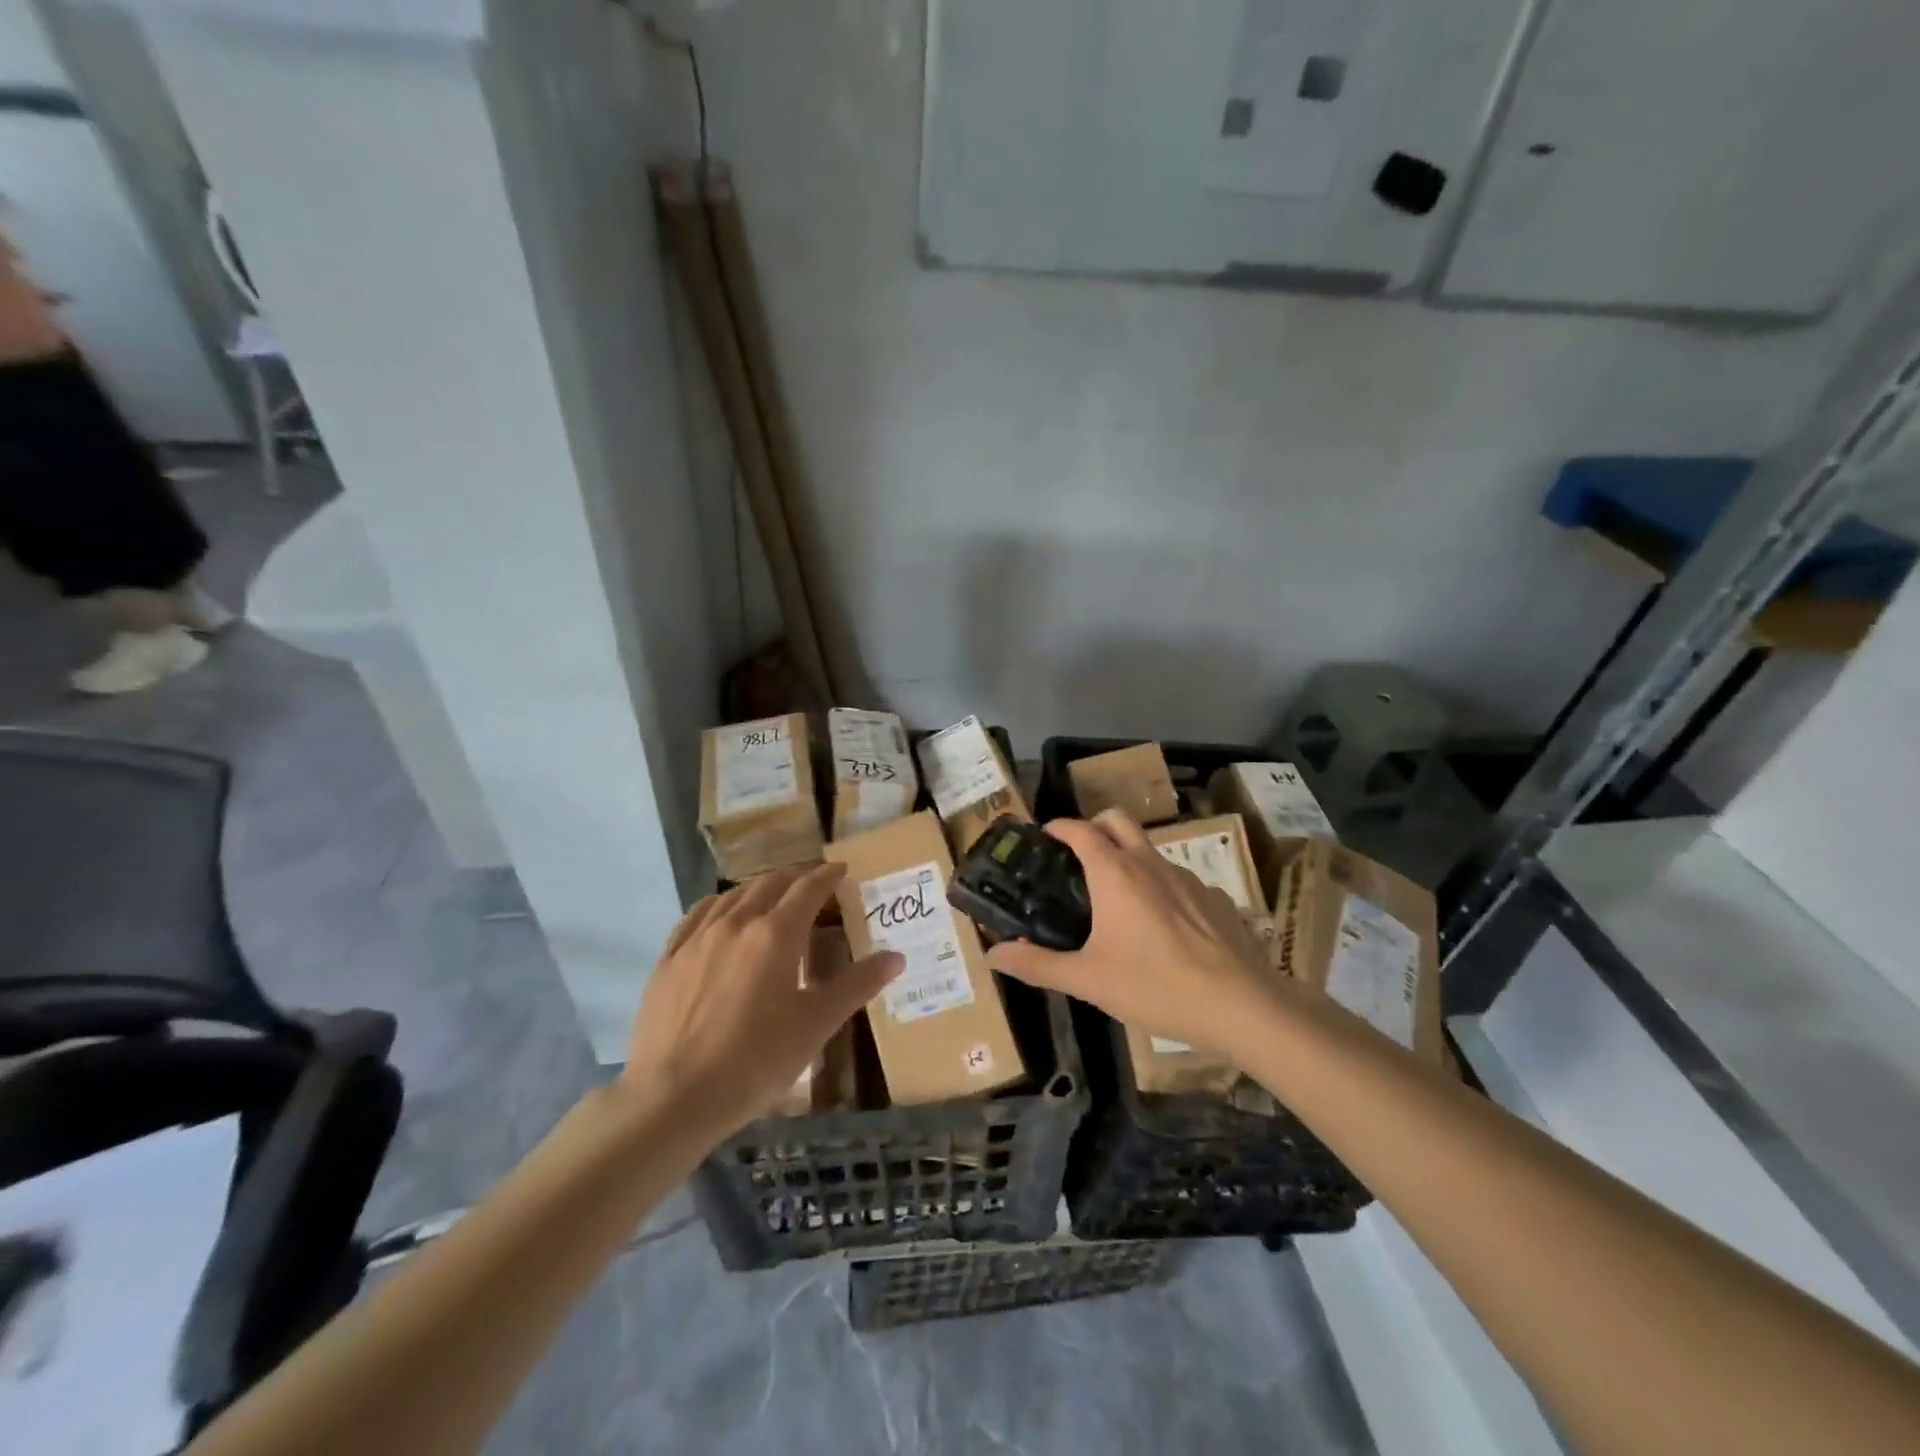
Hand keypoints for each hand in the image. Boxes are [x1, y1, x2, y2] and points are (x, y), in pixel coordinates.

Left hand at [619, 863, 901, 1139]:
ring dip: (758, 888)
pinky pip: (697, 916)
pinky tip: (720, 916)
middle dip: (795, 878)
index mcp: (776, 934)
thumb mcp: (816, 1025)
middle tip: (812, 884)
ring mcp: (697, 939)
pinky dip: (719, 905)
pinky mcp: (668, 960)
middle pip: (769, 884)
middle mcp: (736, 923)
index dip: (828, 875)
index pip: (808, 889)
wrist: (674, 1098)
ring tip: (771, 896)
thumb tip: (896, 957)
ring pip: (732, 896)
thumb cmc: (756, 1061)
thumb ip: (857, 985)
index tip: (841, 869)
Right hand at [986, 811, 1273, 1059]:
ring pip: (1151, 850)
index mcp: (1115, 874)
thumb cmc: (1154, 986)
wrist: (1240, 1005)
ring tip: (1118, 897)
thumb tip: (992, 953)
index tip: (1045, 834)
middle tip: (1079, 854)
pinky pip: (1179, 881)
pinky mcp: (1215, 898)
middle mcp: (1150, 864)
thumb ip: (1038, 964)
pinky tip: (1164, 927)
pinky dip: (1162, 888)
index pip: (1081, 830)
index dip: (1060, 827)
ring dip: (1129, 858)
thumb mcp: (1087, 980)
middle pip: (1119, 821)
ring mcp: (1188, 878)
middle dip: (1095, 825)